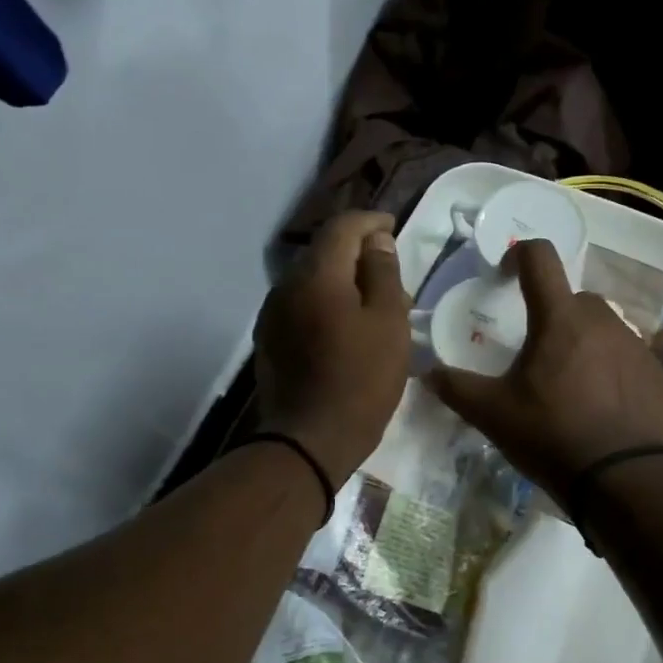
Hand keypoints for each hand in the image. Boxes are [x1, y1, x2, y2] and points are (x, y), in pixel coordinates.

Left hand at [254, 212, 411, 485]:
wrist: (309, 441)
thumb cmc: (361, 380)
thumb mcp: (388, 323)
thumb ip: (383, 273)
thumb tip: (376, 241)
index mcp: (317, 275)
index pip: (342, 227)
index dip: (370, 222)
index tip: (393, 227)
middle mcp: (286, 286)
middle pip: (324, 252)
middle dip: (356, 251)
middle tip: (389, 268)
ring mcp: (272, 315)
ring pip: (311, 280)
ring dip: (341, 280)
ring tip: (371, 299)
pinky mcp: (270, 341)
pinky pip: (302, 306)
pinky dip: (326, 303)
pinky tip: (345, 325)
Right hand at [429, 240, 662, 497]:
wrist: (627, 480)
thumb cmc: (554, 437)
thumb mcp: (494, 416)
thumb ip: (457, 388)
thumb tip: (427, 374)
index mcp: (560, 319)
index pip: (540, 257)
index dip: (518, 254)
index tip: (505, 275)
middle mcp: (603, 320)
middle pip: (572, 298)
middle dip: (552, 313)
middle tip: (537, 351)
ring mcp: (636, 345)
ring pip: (602, 327)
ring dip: (583, 341)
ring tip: (570, 383)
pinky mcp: (658, 372)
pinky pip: (628, 355)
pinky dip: (611, 366)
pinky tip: (602, 403)